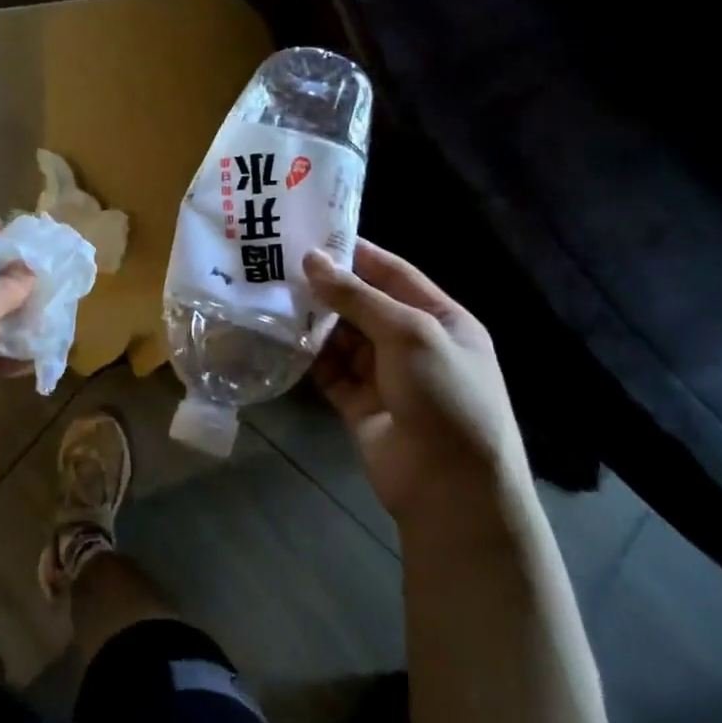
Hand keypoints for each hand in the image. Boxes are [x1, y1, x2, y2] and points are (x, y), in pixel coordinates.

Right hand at [304, 240, 528, 535]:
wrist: (452, 488)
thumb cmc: (445, 396)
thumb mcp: (409, 334)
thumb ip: (358, 296)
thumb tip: (312, 260)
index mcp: (441, 319)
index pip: (393, 273)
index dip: (355, 253)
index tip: (311, 234)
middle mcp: (412, 343)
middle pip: (363, 304)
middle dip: (325, 286)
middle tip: (277, 263)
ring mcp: (385, 375)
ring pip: (341, 337)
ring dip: (312, 320)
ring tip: (269, 295)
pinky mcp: (359, 403)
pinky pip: (328, 370)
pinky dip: (307, 356)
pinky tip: (279, 337)